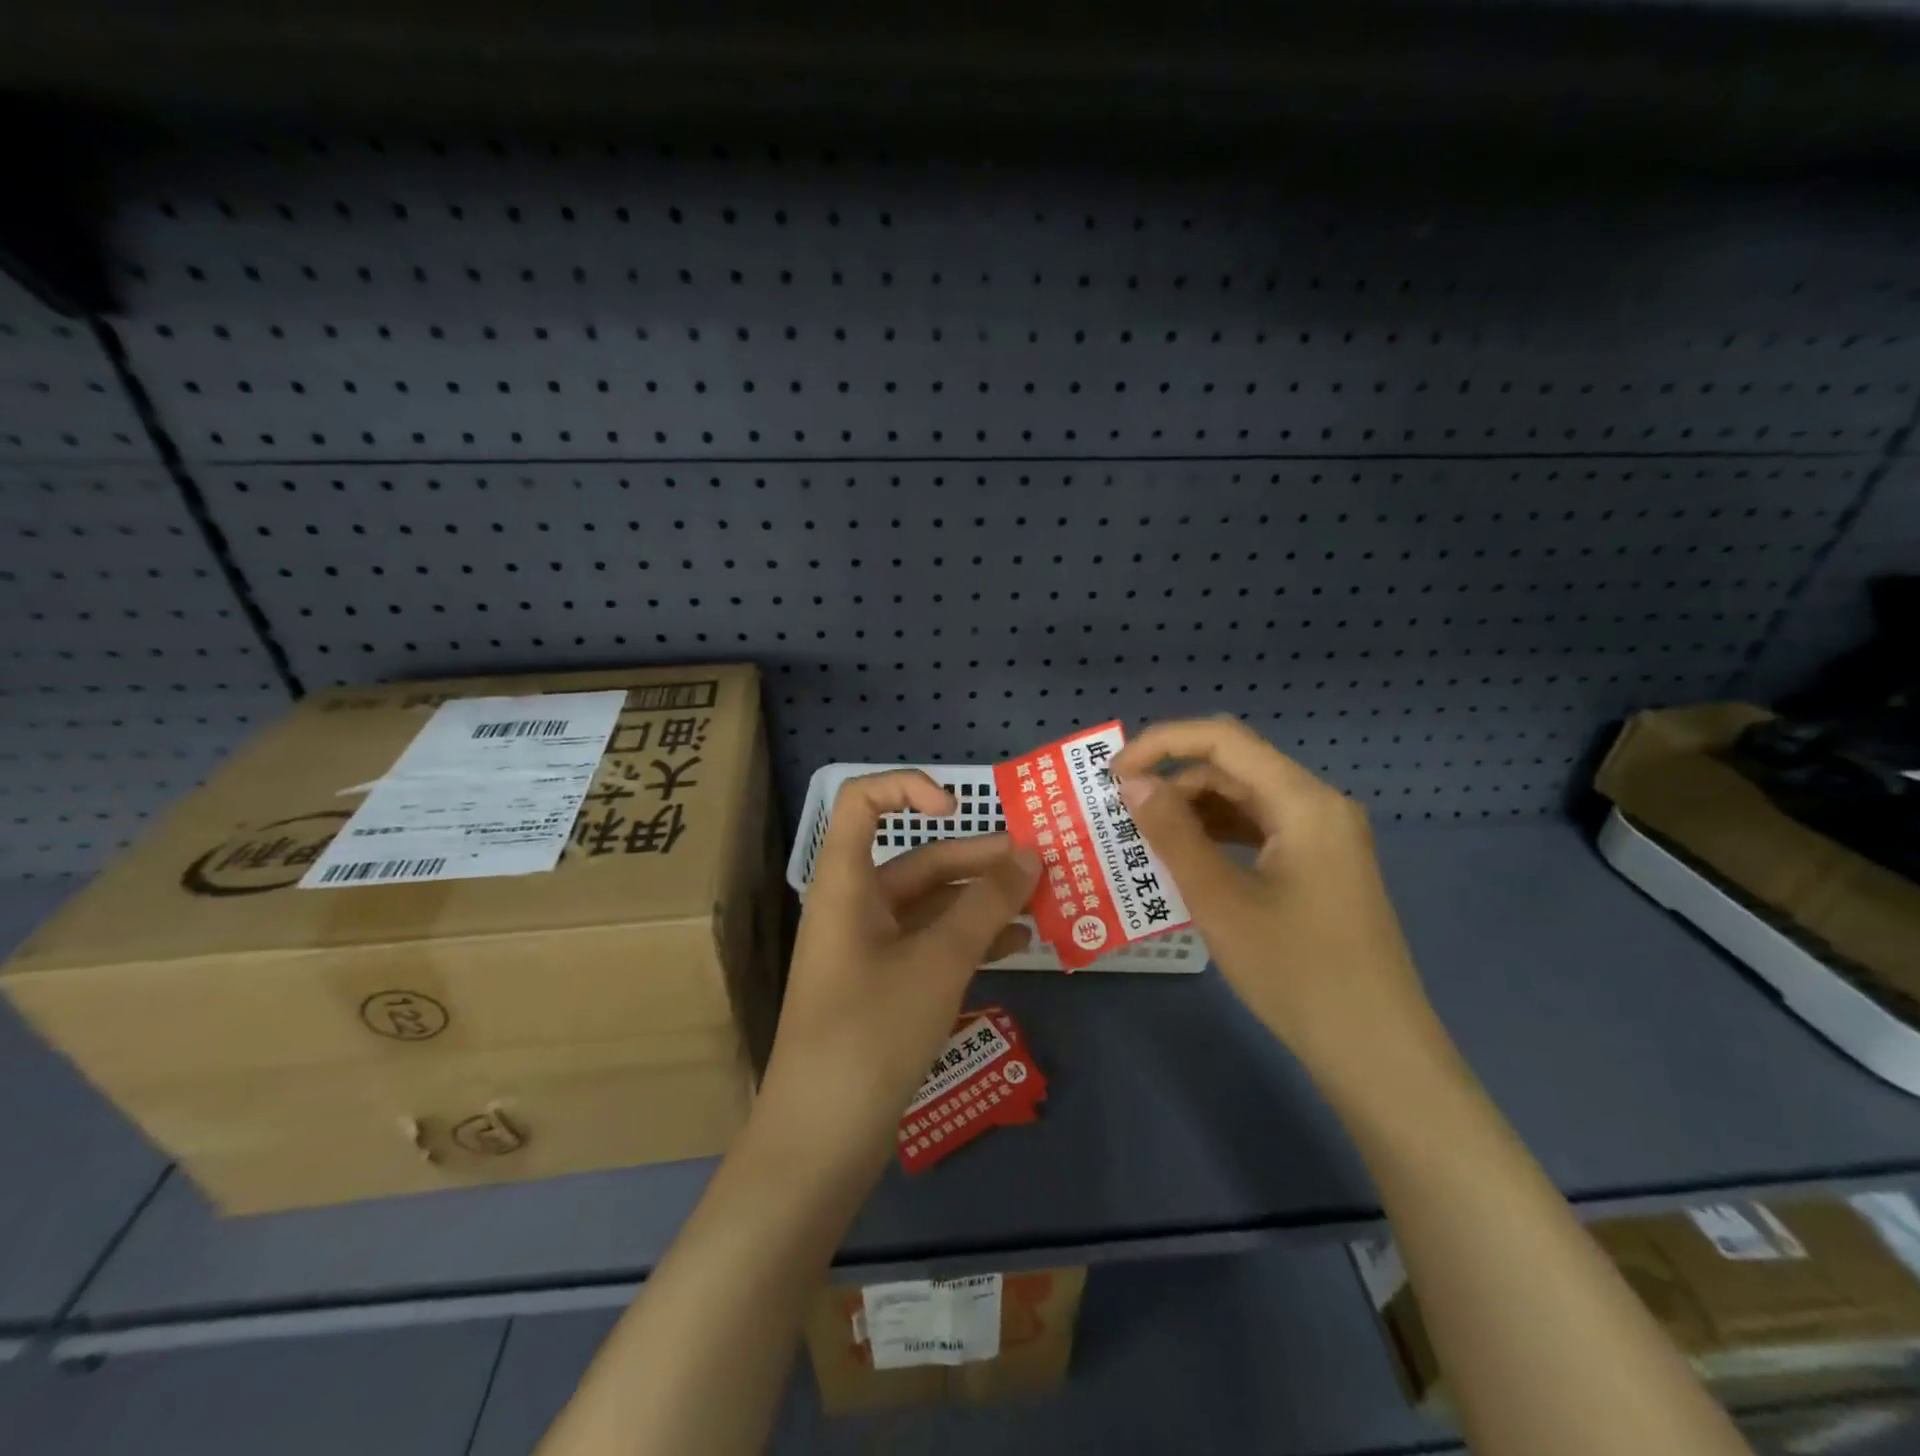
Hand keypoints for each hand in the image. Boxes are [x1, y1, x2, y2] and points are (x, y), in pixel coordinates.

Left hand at [756, 771, 1039, 1176]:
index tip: (958, 809)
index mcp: (847, 883)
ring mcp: (869, 948)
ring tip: (1040, 906)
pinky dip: (970, 939)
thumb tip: (1030, 856)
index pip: (862, 801)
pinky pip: (931, 945)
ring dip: (982, 902)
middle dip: (978, 859)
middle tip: (1040, 866)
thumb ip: (986, 905)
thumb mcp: (937, 962)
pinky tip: (1015, 948)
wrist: (822, 1139)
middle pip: (917, 859)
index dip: (907, 788)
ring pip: (932, 905)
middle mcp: (855, 905)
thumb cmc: (871, 1032)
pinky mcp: (885, 986)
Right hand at [1112, 718, 1447, 1089]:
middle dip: (1173, 777)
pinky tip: (1186, 859)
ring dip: (1192, 807)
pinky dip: (1217, 834)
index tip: (1114, 773)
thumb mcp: (1219, 900)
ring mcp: (1324, 837)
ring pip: (1245, 798)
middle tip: (1121, 809)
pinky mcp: (1320, 865)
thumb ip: (1172, 833)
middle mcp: (1318, 805)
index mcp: (1303, 801)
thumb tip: (1132, 782)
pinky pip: (1259, 830)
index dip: (1162, 743)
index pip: (1223, 739)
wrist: (1375, 1052)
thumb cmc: (1295, 972)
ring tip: (1144, 835)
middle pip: (1234, 765)